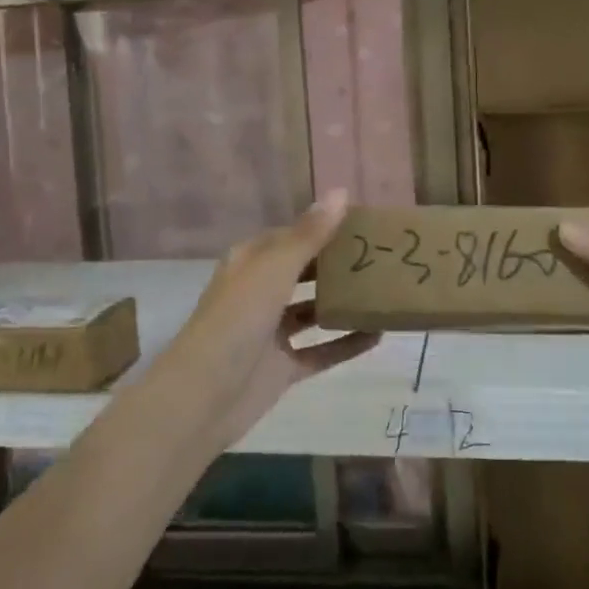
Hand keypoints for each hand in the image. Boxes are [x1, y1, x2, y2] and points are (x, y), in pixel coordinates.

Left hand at [150, 191, 380, 449]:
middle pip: (303, 272)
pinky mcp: (282, 367)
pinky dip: (346, 343)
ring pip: (312, 311)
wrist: (204, 396)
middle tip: (379, 256)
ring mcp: (270, 333)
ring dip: (342, 302)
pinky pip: (321, 351)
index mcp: (250, 263)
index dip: (322, 228)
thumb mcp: (274, 269)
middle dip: (336, 264)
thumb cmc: (237, 319)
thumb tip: (341, 192)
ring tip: (383, 291)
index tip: (361, 224)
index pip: (290, 237)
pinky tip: (379, 335)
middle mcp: (259, 293)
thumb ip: (310, 235)